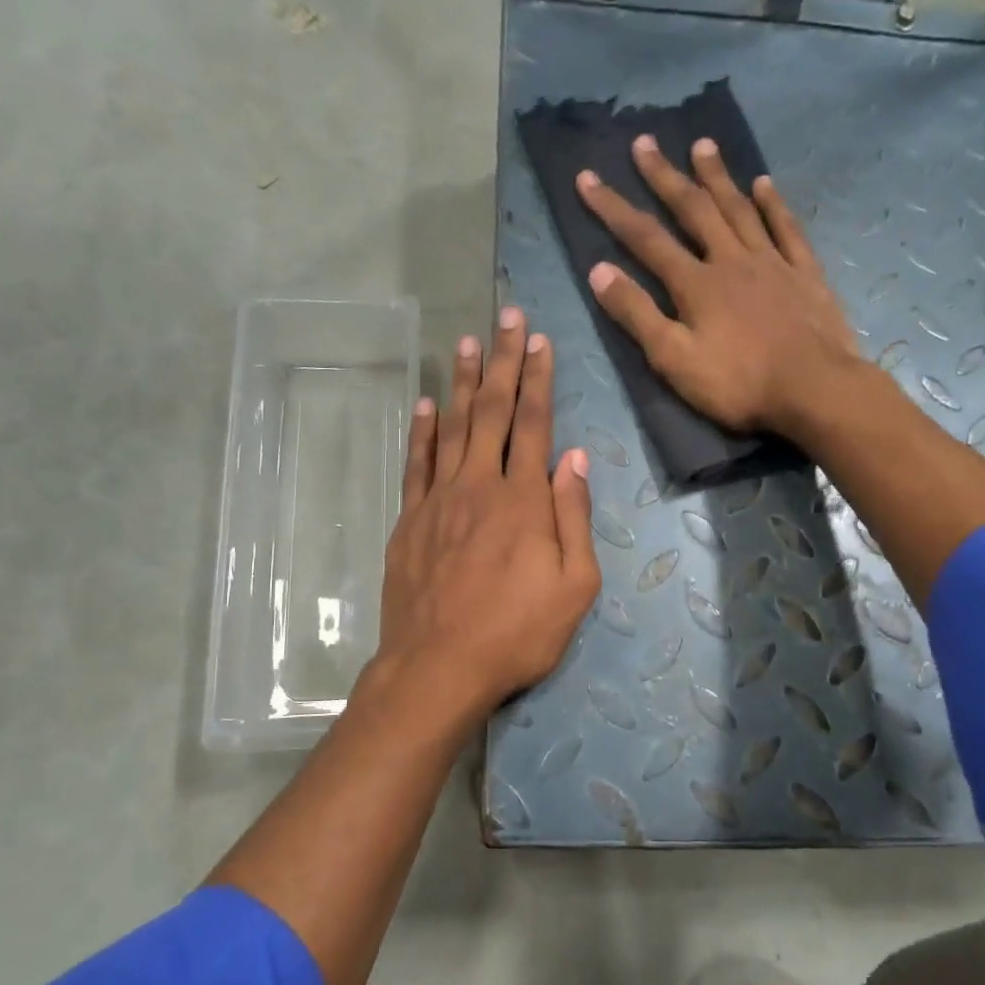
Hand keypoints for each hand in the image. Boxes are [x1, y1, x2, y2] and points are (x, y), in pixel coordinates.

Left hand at [373, 307, 600, 728]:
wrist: (438, 667)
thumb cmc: (517, 633)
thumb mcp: (574, 586)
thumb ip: (574, 518)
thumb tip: (574, 458)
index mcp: (523, 500)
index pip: (533, 424)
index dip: (538, 379)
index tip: (539, 340)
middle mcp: (479, 486)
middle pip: (491, 411)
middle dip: (502, 362)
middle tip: (506, 317)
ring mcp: (438, 500)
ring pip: (451, 427)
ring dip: (461, 382)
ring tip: (466, 342)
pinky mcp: (410, 520)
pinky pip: (416, 463)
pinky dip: (420, 430)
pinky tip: (423, 404)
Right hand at [574, 135, 860, 436]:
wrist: (814, 390)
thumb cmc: (738, 383)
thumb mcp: (674, 360)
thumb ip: (638, 315)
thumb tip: (599, 271)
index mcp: (696, 283)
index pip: (645, 238)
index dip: (613, 208)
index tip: (588, 177)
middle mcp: (731, 260)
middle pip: (693, 210)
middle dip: (665, 177)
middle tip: (645, 142)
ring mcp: (772, 263)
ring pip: (739, 209)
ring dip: (717, 177)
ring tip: (701, 145)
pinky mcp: (805, 274)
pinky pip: (786, 229)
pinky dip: (773, 204)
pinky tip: (764, 184)